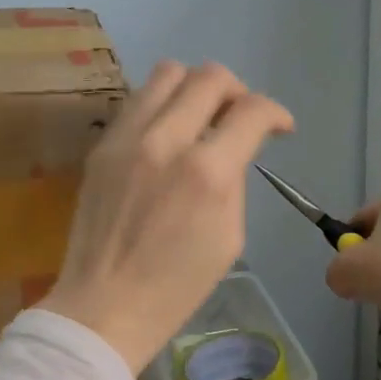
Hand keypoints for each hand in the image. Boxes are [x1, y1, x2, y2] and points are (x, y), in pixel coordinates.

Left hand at [41, 61, 294, 374]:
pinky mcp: (101, 146)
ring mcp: (126, 138)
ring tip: (199, 116)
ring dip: (194, 88)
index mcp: (206, 172)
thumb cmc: (176, 287)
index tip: (279, 127)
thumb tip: (231, 150)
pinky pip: (137, 102)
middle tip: (238, 117)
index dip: (276, 113)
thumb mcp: (228, 237)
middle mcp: (165, 141)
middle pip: (209, 77)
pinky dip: (160, 106)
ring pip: (167, 73)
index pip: (252, 111)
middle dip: (237, 91)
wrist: (103, 305)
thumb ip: (233, 180)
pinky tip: (164, 135)